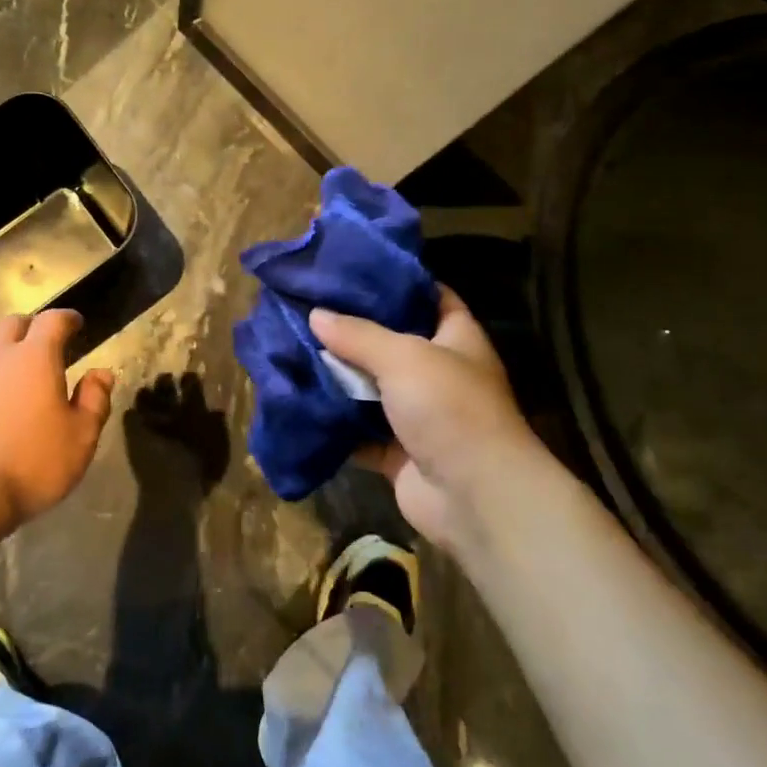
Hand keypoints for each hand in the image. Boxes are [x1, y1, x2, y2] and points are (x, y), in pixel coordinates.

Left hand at [0, 310, 113, 534]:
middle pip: (12, 324)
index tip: (76, 323)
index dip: (67, 318)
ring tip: (15, 376)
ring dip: (2, 353)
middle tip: (45, 345)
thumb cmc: (30, 464)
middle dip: (31, 328)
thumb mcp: (80, 438)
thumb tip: (101, 374)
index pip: (53, 321)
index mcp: (34, 357)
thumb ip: (94, 401)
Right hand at [310, 286, 540, 549]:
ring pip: (371, 389)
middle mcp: (439, 373)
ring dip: (338, 378)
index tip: (352, 270)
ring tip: (292, 349)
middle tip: (306, 309)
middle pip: (391, 343)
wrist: (473, 496)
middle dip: (352, 331)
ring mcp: (418, 415)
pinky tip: (299, 401)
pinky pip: (359, 432)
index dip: (396, 282)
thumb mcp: (404, 357)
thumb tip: (315, 314)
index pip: (429, 296)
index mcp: (456, 338)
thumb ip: (358, 334)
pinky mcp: (397, 452)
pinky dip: (334, 423)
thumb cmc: (449, 408)